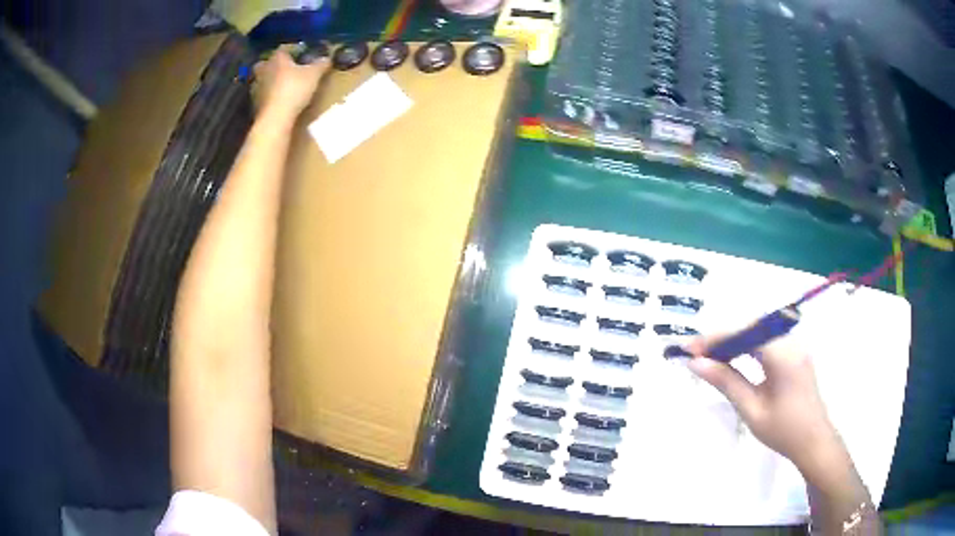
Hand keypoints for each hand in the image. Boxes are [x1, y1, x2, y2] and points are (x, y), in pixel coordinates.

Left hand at [252, 45, 329, 119]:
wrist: (275, 117)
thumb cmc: (294, 89)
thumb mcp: (314, 75)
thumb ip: (321, 64)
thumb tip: (327, 58)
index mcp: (277, 58)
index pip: (284, 48)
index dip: (293, 50)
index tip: (302, 54)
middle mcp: (264, 69)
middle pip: (268, 62)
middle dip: (275, 64)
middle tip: (287, 68)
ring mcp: (257, 86)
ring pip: (263, 78)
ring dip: (270, 80)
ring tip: (282, 85)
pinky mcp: (255, 102)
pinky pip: (262, 94)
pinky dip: (268, 94)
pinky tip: (277, 99)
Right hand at [686, 334, 843, 476]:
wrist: (813, 442)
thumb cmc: (783, 431)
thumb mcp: (751, 409)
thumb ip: (726, 382)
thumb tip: (696, 363)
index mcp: (783, 354)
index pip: (744, 331)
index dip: (714, 337)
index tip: (688, 348)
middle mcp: (791, 341)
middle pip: (751, 325)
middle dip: (721, 336)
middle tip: (695, 353)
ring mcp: (795, 345)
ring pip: (758, 330)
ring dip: (733, 340)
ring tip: (709, 356)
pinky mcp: (795, 352)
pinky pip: (766, 340)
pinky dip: (746, 346)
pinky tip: (733, 358)